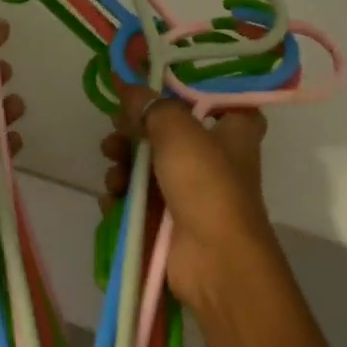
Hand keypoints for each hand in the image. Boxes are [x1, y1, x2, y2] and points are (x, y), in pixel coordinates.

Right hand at [101, 86, 274, 312]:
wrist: (213, 260)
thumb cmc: (206, 184)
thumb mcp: (177, 129)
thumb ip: (149, 104)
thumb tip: (128, 86)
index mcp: (234, 129)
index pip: (212, 98)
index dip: (182, 90)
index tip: (150, 85)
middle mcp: (215, 156)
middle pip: (166, 130)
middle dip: (134, 130)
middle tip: (118, 129)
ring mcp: (190, 189)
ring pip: (146, 163)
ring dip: (122, 164)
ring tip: (114, 172)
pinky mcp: (168, 218)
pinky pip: (137, 197)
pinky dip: (122, 195)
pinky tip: (113, 198)